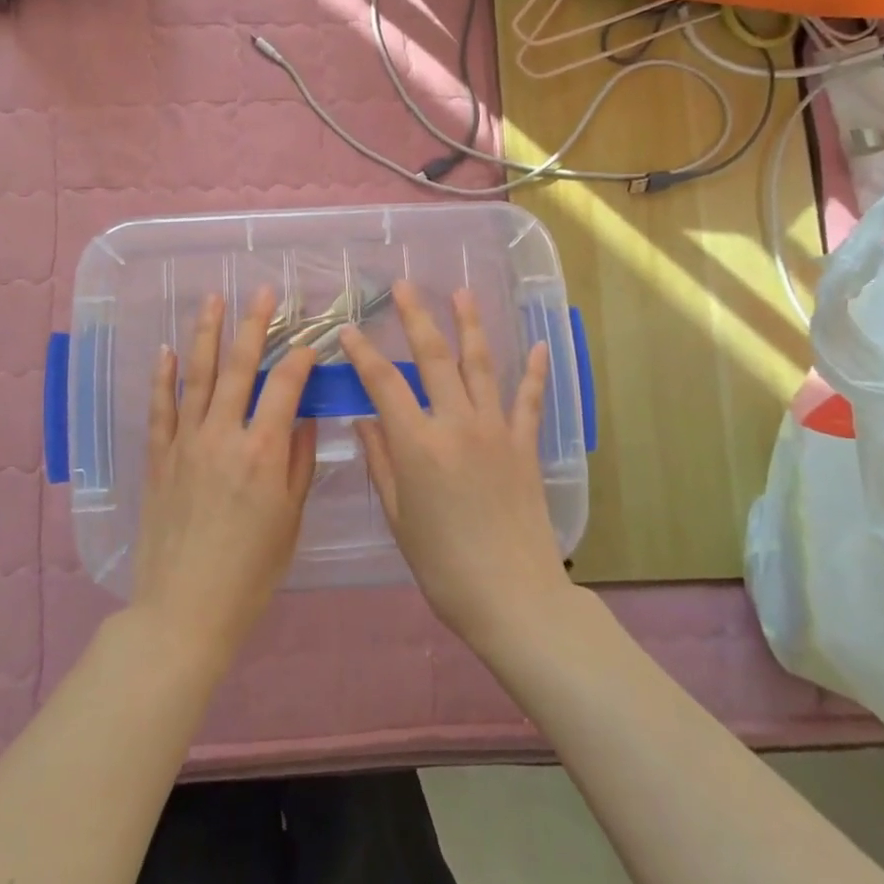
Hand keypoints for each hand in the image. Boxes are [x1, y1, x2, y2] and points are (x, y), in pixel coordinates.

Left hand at [130, 287, 318, 665]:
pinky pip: (160, 407)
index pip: (285, 386)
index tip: (309, 344)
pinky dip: (162, 376)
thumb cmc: (250, 571)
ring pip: (196, 375)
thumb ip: (299, 462)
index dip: (299, 358)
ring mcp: (185, 442)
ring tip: (213, 299)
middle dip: (254, 324)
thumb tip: (304, 416)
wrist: (184, 609)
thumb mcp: (290, 519)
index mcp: (263, 451)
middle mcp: (223, 435)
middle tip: (263, 291)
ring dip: (206, 334)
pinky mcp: (158, 457)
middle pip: (239, 367)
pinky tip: (165, 349)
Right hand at [339, 282, 573, 647]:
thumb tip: (366, 420)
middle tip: (405, 287)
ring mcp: (496, 430)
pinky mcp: (525, 445)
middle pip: (433, 358)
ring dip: (469, 326)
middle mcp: (457, 424)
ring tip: (461, 294)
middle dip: (416, 317)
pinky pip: (529, 400)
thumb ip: (382, 461)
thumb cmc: (443, 564)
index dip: (362, 353)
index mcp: (418, 444)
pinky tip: (537, 345)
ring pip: (480, 365)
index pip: (383, 383)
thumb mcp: (399, 516)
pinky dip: (533, 371)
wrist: (513, 597)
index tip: (347, 331)